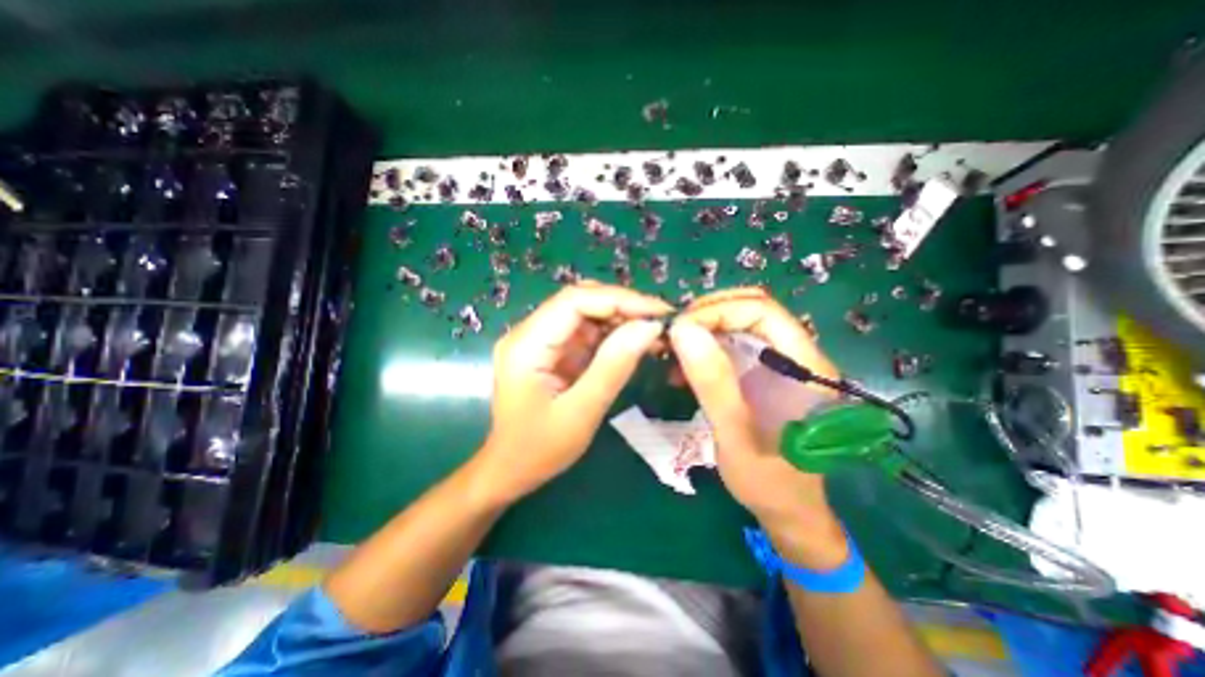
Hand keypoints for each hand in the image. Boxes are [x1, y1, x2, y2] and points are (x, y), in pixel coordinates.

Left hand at [484, 279, 673, 501]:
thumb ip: (614, 366)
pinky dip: (612, 334)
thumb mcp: (581, 412)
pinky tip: (636, 343)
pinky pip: (585, 331)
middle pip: (580, 301)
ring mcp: (539, 340)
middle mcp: (529, 332)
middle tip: (661, 323)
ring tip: (655, 334)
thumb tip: (649, 327)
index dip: (620, 299)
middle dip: (624, 306)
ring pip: (585, 313)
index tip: (659, 312)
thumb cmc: (539, 450)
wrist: (510, 470)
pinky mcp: (550, 350)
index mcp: (526, 345)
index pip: (575, 300)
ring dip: (621, 319)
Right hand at [668, 286, 844, 565]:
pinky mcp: (763, 373)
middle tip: (672, 336)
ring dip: (702, 330)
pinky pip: (731, 344)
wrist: (788, 511)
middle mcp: (795, 355)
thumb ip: (714, 384)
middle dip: (706, 315)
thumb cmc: (769, 483)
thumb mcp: (736, 437)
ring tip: (672, 351)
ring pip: (738, 324)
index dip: (717, 311)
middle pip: (750, 309)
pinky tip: (682, 369)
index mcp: (804, 366)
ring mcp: (778, 363)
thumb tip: (683, 330)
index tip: (679, 330)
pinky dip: (703, 348)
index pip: (761, 311)